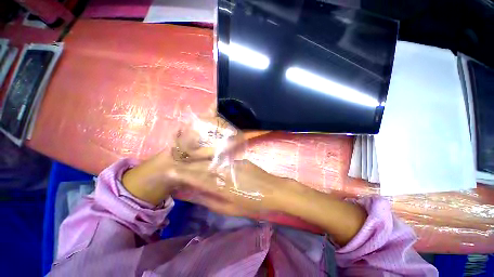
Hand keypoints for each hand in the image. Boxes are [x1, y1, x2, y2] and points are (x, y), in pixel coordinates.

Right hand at [176, 160, 303, 216]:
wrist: (273, 190)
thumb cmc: (252, 203)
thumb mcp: (229, 208)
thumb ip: (209, 200)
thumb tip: (193, 194)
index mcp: (220, 185)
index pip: (195, 177)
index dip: (181, 174)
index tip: (169, 172)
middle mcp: (223, 170)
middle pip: (201, 166)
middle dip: (186, 166)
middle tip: (175, 166)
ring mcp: (232, 163)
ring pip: (210, 162)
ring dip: (197, 162)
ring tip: (187, 163)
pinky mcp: (239, 160)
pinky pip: (221, 160)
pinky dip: (211, 161)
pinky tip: (207, 161)